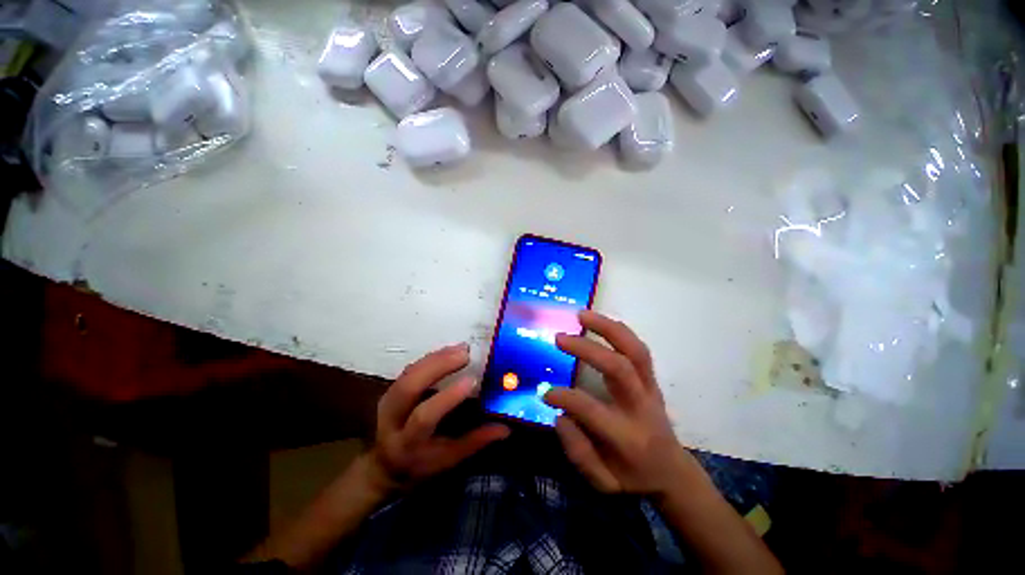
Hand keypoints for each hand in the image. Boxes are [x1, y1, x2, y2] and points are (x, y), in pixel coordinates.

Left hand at [365, 343, 509, 494]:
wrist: (383, 465)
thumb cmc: (420, 464)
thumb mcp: (448, 459)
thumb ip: (476, 442)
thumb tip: (506, 427)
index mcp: (408, 442)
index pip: (424, 417)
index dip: (448, 397)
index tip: (472, 380)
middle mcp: (392, 418)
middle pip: (409, 386)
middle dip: (438, 366)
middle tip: (465, 354)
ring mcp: (387, 399)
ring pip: (410, 372)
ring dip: (437, 357)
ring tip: (462, 348)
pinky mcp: (391, 388)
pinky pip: (412, 367)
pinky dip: (432, 357)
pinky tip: (450, 350)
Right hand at [544, 311, 697, 496]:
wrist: (672, 471)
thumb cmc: (633, 478)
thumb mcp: (603, 482)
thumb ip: (578, 451)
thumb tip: (560, 414)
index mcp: (627, 437)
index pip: (592, 409)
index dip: (564, 397)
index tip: (545, 392)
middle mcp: (641, 406)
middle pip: (619, 368)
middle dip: (587, 349)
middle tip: (559, 338)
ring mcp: (650, 388)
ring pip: (635, 350)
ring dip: (607, 328)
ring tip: (581, 315)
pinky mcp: (651, 378)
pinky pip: (638, 348)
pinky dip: (618, 331)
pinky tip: (599, 321)